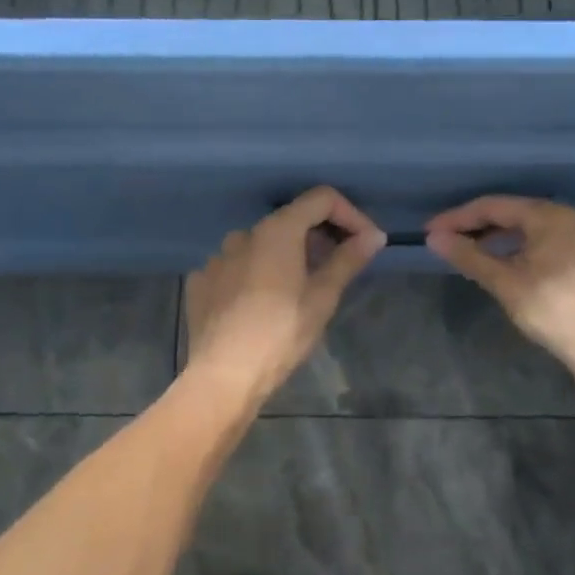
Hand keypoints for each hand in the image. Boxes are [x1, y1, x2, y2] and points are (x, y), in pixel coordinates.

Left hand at [186, 187, 386, 400]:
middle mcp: (243, 234)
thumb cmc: (281, 334)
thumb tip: (373, 236)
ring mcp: (217, 257)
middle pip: (290, 220)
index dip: (350, 214)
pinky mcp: (201, 282)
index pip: (320, 199)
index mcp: (277, 231)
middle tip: (339, 267)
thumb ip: (347, 260)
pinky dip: (255, 275)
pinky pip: (236, 268)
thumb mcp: (322, 298)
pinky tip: (262, 304)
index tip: (365, 242)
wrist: (224, 375)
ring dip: (286, 256)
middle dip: (319, 237)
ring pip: (261, 245)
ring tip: (299, 289)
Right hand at [424, 196, 574, 371]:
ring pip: (533, 232)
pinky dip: (523, 252)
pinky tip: (512, 270)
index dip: (458, 218)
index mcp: (549, 216)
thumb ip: (469, 257)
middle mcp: (571, 220)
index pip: (493, 206)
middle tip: (450, 242)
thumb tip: (435, 238)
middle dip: (479, 227)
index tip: (430, 232)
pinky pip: (549, 247)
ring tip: (476, 256)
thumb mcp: (505, 282)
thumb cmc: (553, 308)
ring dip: (501, 241)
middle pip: (515, 215)